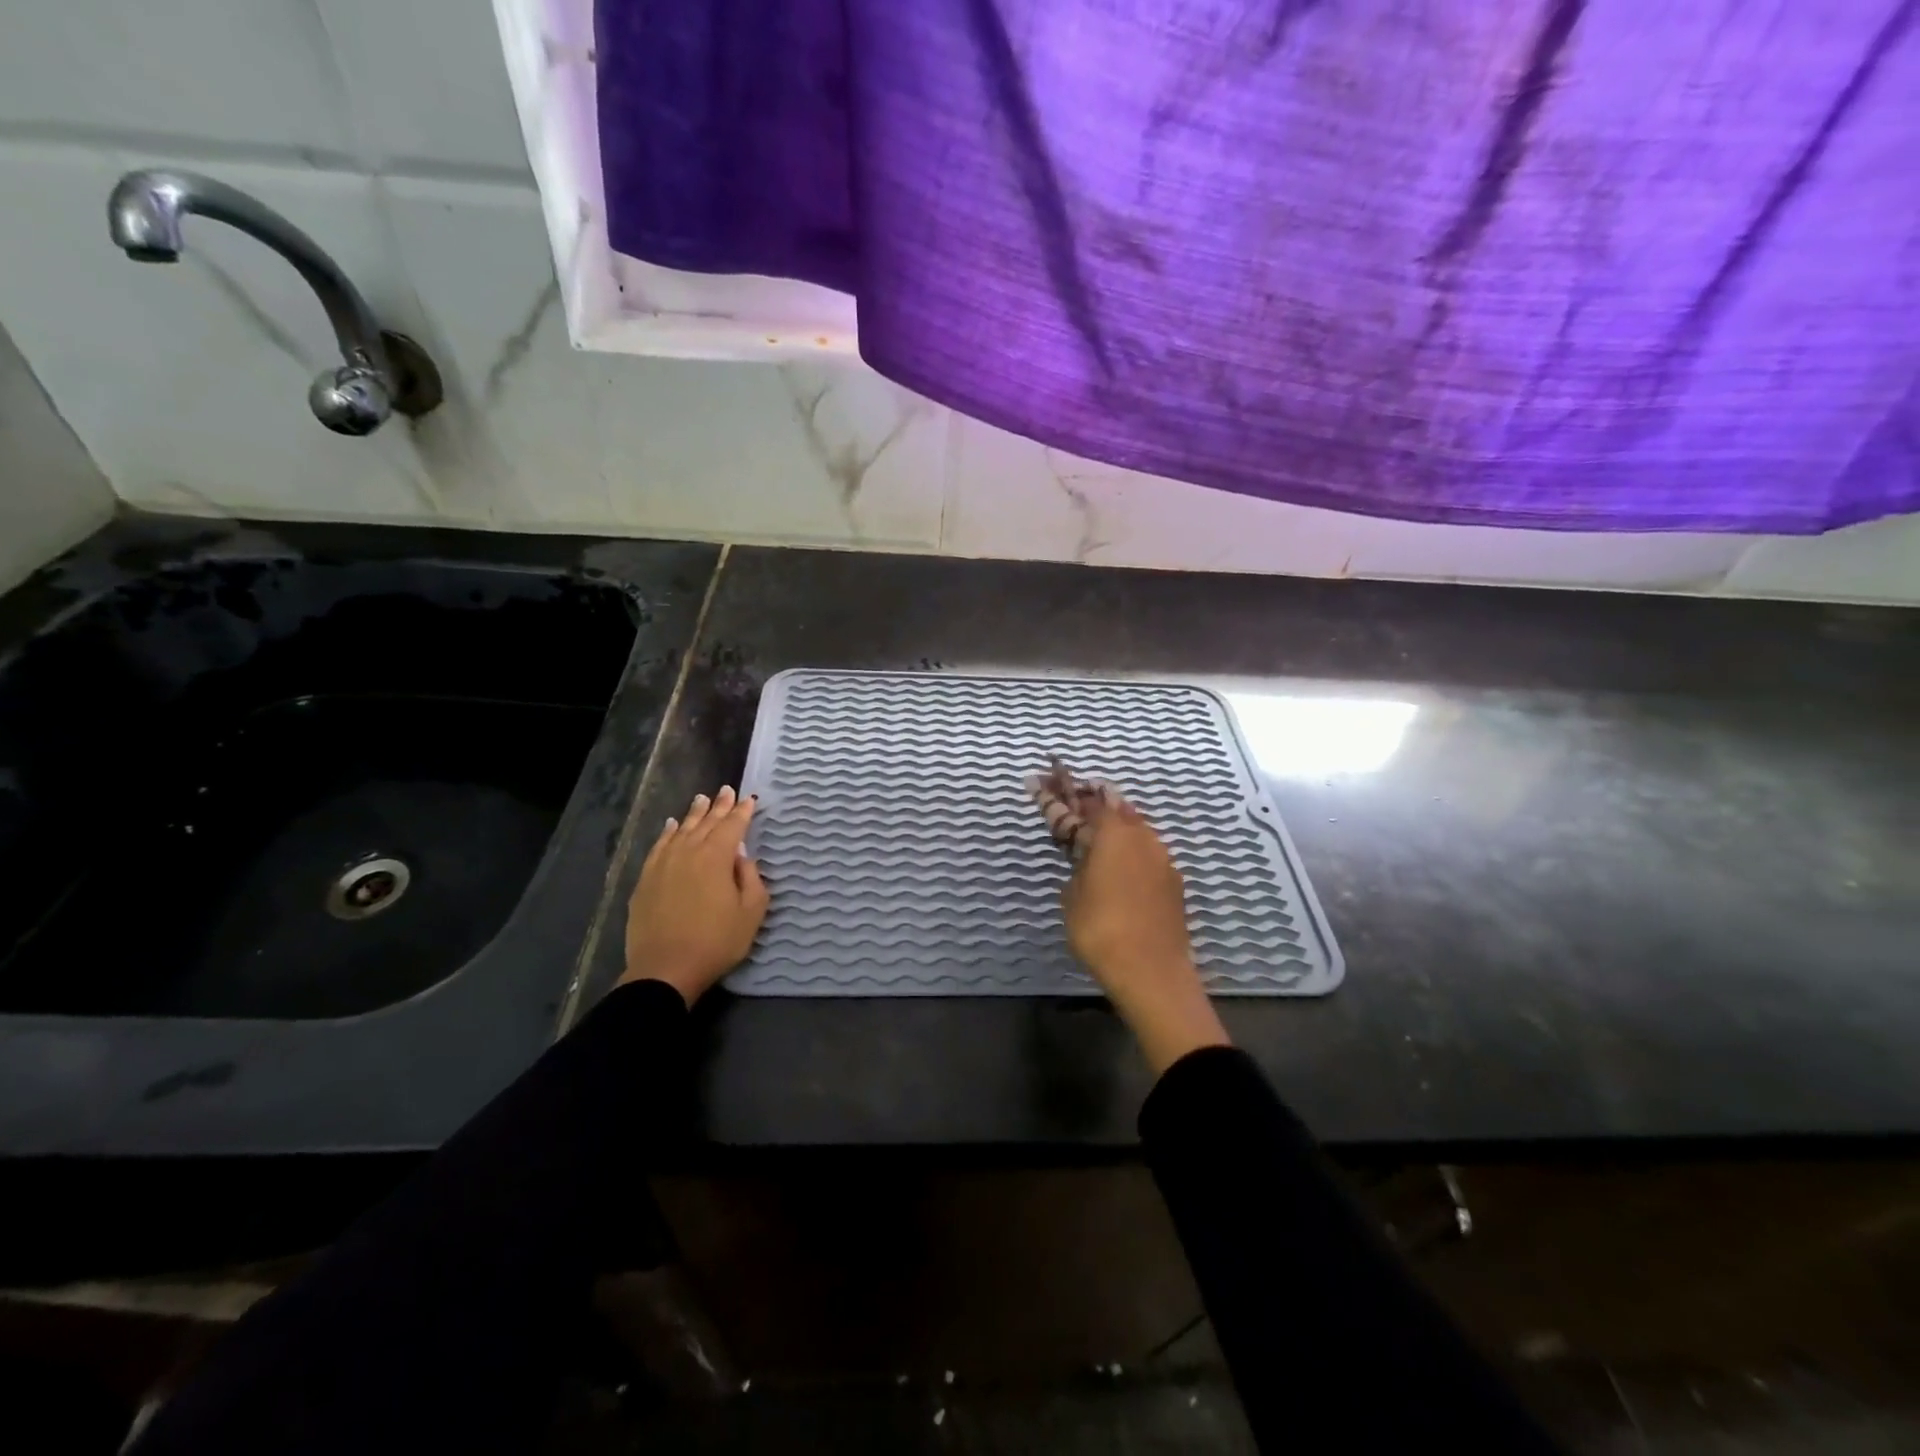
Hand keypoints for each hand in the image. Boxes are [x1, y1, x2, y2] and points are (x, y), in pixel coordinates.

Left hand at [621, 786, 768, 1005]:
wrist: (665, 969)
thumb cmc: (716, 942)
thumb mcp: (751, 913)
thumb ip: (751, 879)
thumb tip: (742, 857)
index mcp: (716, 857)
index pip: (733, 826)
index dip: (742, 812)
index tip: (750, 799)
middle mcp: (688, 852)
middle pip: (706, 823)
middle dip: (719, 806)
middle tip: (727, 790)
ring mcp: (663, 864)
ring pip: (682, 830)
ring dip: (694, 814)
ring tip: (702, 799)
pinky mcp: (646, 879)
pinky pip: (659, 846)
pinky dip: (668, 833)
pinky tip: (672, 826)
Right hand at [1028, 767, 1230, 1073]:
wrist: (1152, 972)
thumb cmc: (1100, 931)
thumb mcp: (1072, 897)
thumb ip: (1077, 866)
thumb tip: (1084, 858)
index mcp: (1111, 833)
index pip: (1080, 802)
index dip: (1057, 792)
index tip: (1039, 780)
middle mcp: (1140, 835)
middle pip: (1110, 806)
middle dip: (1086, 800)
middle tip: (1065, 798)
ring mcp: (1161, 856)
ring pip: (1133, 826)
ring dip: (1112, 821)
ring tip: (1091, 826)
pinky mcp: (1173, 879)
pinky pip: (1146, 850)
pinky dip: (1129, 846)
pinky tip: (1119, 860)